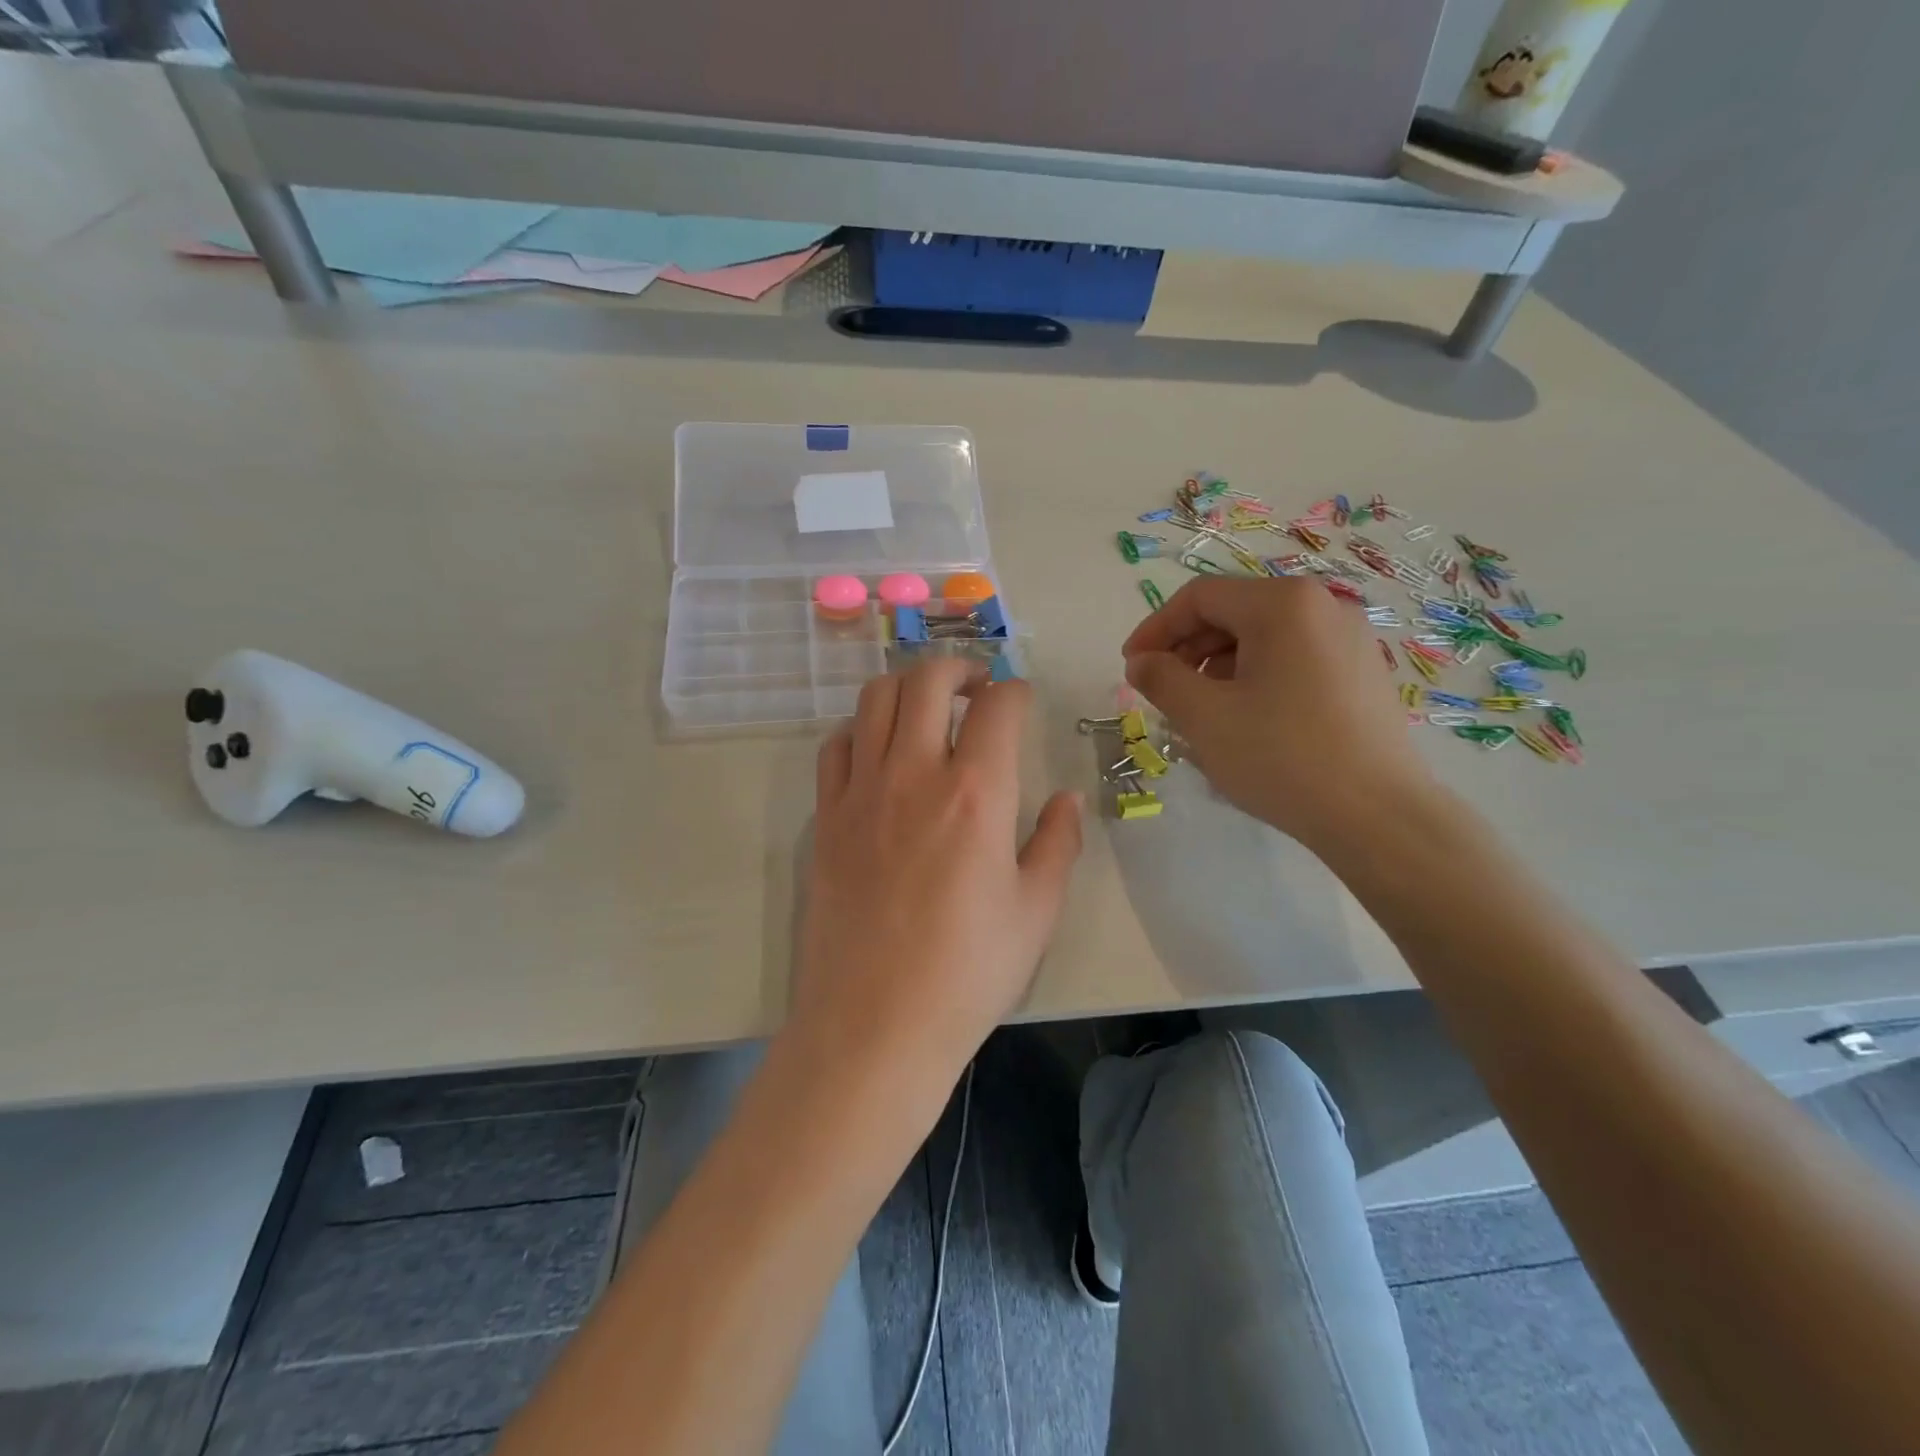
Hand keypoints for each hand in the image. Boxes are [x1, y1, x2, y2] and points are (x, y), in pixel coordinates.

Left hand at [793, 658, 1082, 1080]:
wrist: (874, 1024)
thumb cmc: (967, 973)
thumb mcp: (1036, 912)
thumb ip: (1058, 843)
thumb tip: (1068, 799)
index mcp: (977, 794)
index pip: (997, 706)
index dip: (1015, 691)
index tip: (1021, 700)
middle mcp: (915, 774)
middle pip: (927, 680)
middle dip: (957, 666)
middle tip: (974, 686)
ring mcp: (861, 792)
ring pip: (874, 699)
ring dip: (906, 686)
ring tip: (926, 706)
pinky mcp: (825, 817)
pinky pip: (836, 746)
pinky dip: (859, 729)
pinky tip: (877, 751)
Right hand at [1121, 577, 1434, 851]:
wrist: (1378, 816)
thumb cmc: (1281, 756)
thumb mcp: (1204, 716)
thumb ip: (1161, 678)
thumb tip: (1141, 663)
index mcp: (1283, 604)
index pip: (1199, 598)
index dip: (1155, 628)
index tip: (1130, 667)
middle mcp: (1323, 606)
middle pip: (1234, 612)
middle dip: (1187, 649)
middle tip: (1162, 691)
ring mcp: (1351, 639)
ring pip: (1263, 638)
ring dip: (1218, 666)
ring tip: (1201, 711)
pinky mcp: (1363, 673)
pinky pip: (1294, 659)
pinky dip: (1256, 677)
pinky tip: (1246, 719)